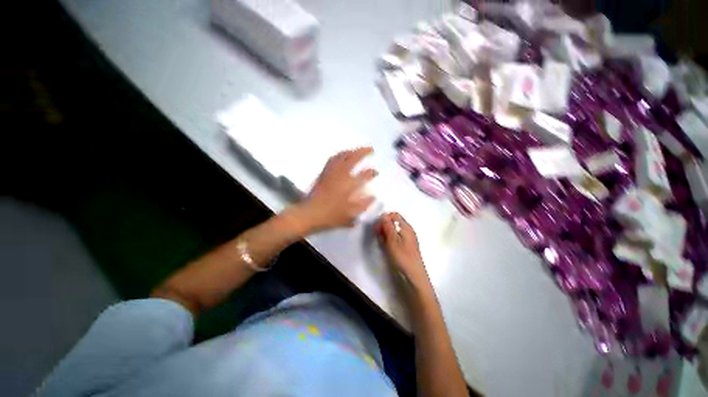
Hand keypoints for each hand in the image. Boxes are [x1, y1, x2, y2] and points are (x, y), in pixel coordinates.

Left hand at [296, 148, 376, 232]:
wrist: (309, 214)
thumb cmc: (330, 216)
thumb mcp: (350, 215)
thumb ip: (363, 206)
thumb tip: (373, 197)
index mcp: (348, 185)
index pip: (363, 175)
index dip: (371, 172)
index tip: (376, 172)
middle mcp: (340, 175)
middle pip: (352, 158)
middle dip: (363, 152)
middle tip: (370, 149)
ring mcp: (330, 173)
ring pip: (341, 156)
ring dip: (351, 151)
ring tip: (357, 150)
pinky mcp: (323, 174)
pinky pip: (332, 160)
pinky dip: (339, 155)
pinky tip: (341, 156)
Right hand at [375, 212, 431, 294]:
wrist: (413, 276)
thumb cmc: (403, 256)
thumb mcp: (393, 240)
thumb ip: (388, 226)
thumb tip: (383, 214)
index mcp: (406, 227)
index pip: (394, 215)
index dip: (384, 218)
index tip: (377, 226)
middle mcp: (407, 231)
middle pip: (393, 222)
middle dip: (383, 226)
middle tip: (377, 234)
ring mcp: (406, 239)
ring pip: (393, 231)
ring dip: (385, 233)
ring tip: (381, 242)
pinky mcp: (405, 246)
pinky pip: (395, 238)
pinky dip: (389, 240)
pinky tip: (385, 246)